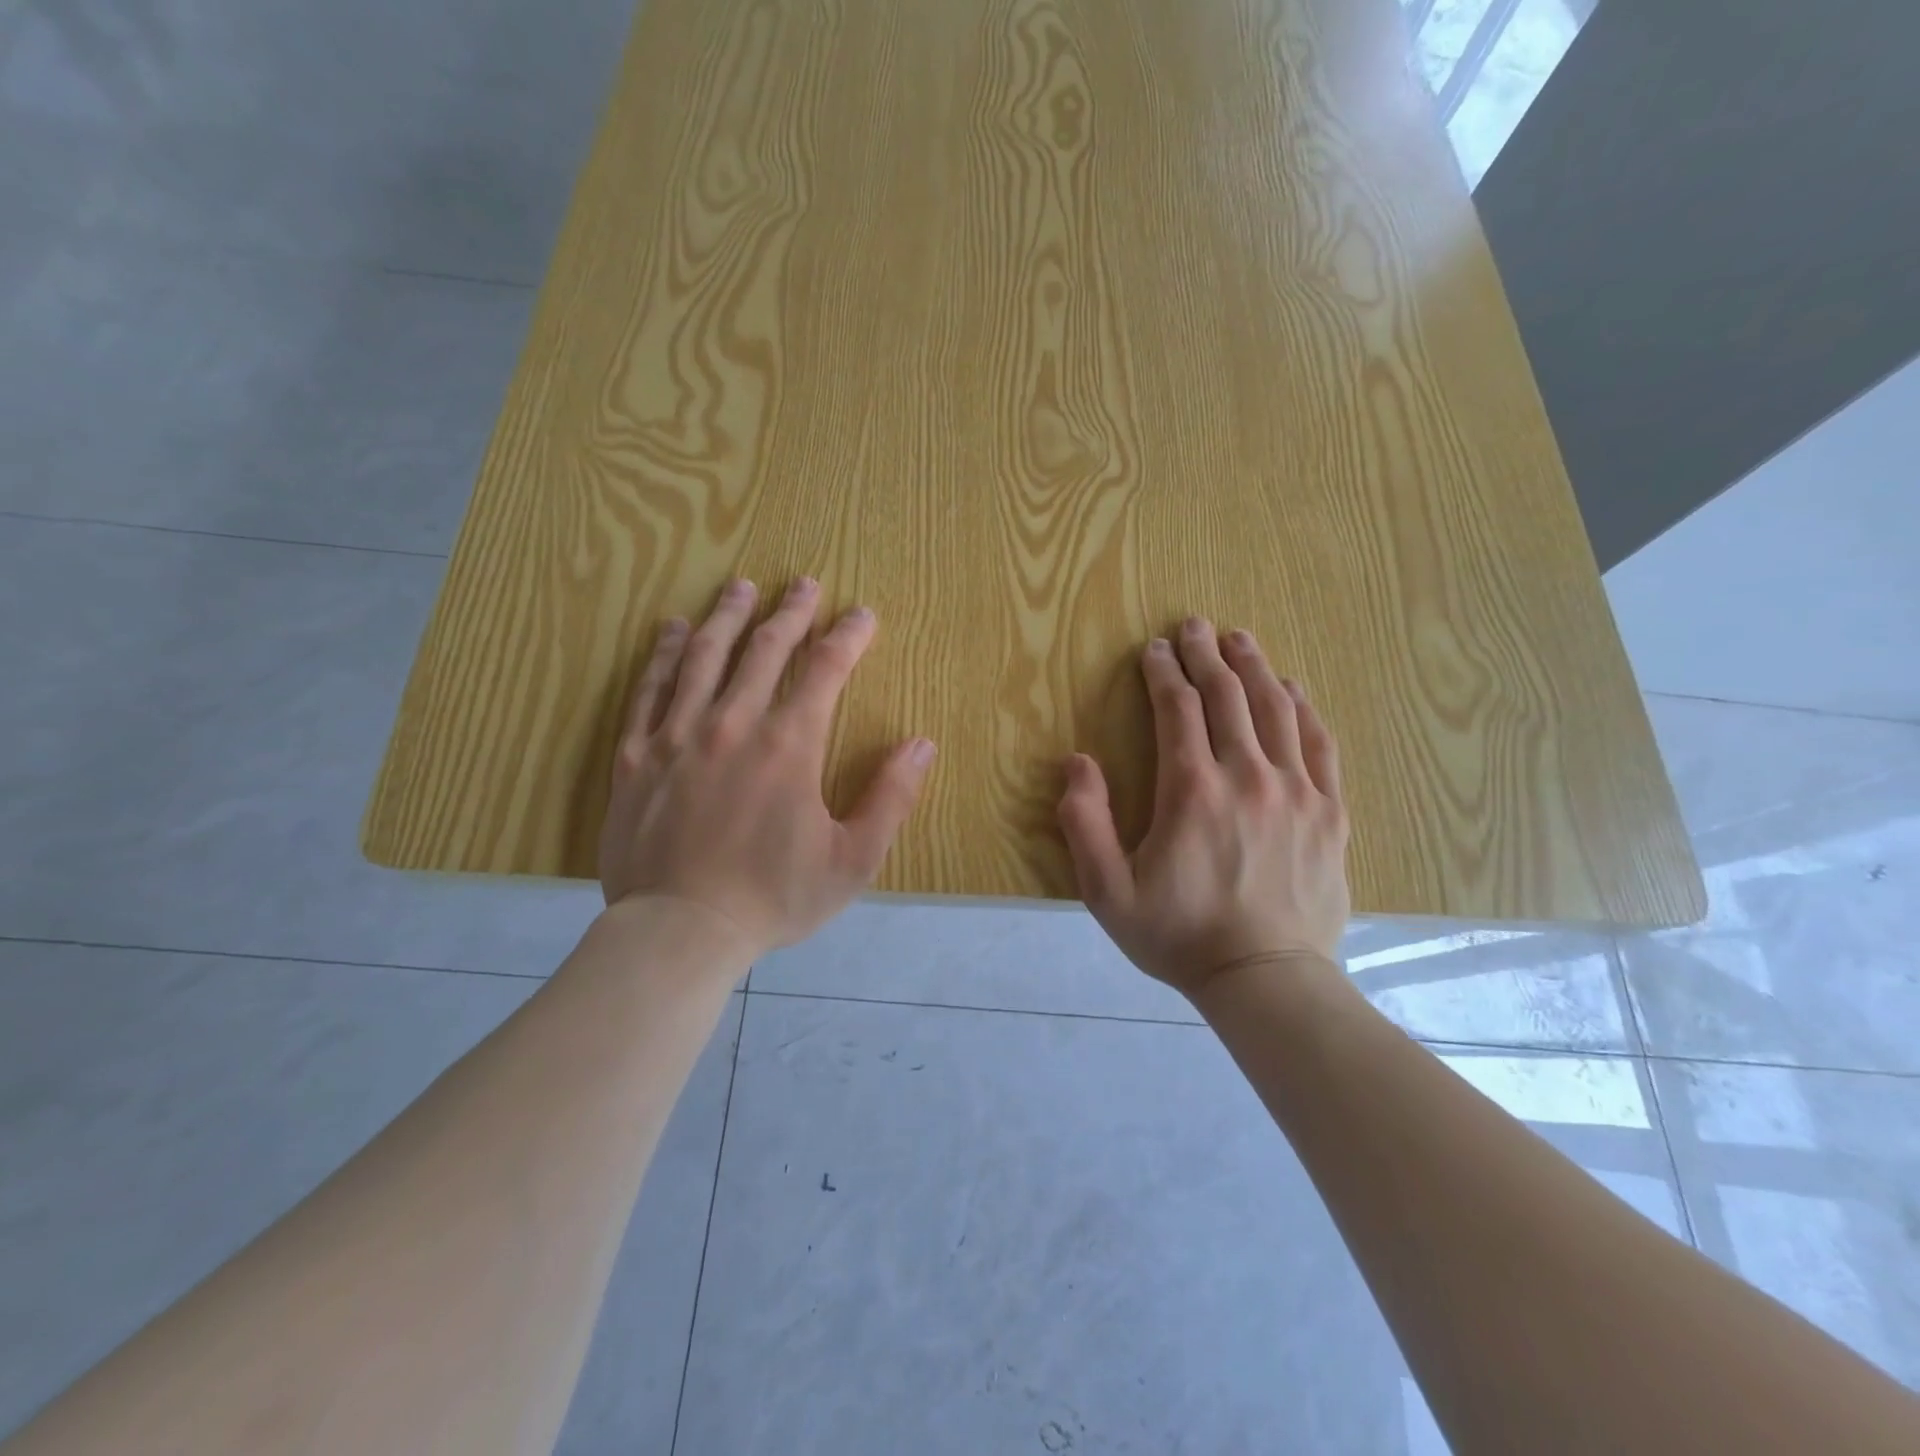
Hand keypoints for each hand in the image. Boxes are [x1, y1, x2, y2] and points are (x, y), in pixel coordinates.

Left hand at [598, 576, 935, 957]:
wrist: (680, 932)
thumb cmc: (774, 898)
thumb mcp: (852, 860)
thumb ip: (890, 798)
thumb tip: (921, 744)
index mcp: (789, 745)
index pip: (826, 670)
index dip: (848, 636)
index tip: (862, 614)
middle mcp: (733, 724)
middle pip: (765, 649)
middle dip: (790, 612)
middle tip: (803, 584)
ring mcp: (677, 735)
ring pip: (704, 656)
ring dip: (727, 616)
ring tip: (740, 588)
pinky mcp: (636, 755)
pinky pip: (649, 690)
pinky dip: (662, 654)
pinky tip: (671, 630)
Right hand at [1057, 619, 1349, 997]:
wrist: (1266, 980)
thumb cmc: (1179, 936)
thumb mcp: (1108, 892)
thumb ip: (1085, 823)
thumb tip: (1077, 762)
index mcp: (1192, 790)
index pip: (1178, 710)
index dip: (1163, 673)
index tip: (1154, 649)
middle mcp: (1247, 776)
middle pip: (1227, 696)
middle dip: (1206, 655)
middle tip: (1193, 626)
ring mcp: (1296, 792)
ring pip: (1276, 710)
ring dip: (1254, 667)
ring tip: (1239, 639)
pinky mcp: (1329, 812)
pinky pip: (1319, 744)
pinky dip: (1303, 708)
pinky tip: (1292, 689)